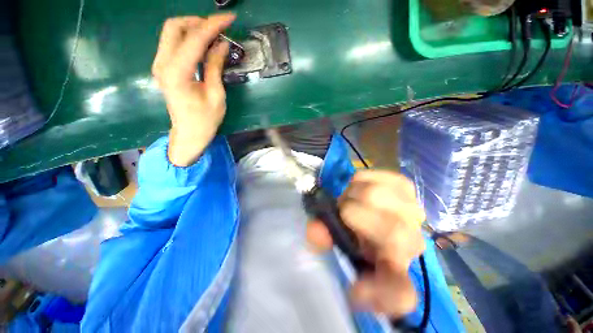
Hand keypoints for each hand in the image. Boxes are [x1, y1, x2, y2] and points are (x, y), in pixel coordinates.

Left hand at [152, 14, 235, 165]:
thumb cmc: (205, 120)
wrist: (188, 134)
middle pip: (174, 26)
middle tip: (219, 29)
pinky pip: (174, 44)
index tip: (229, 18)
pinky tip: (204, 46)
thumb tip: (222, 44)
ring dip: (193, 29)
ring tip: (214, 37)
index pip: (194, 38)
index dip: (213, 25)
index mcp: (177, 72)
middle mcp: (162, 63)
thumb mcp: (216, 95)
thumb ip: (215, 66)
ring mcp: (160, 64)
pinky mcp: (163, 68)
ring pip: (172, 32)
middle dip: (198, 22)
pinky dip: (189, 39)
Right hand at [307, 170, 425, 316]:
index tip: (356, 289)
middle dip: (351, 215)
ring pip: (376, 196)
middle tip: (342, 210)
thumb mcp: (334, 240)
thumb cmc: (352, 229)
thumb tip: (317, 230)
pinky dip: (359, 180)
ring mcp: (412, 210)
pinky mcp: (405, 186)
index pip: (400, 294)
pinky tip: (359, 186)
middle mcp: (411, 242)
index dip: (382, 295)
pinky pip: (377, 178)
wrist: (370, 207)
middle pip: (390, 230)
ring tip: (350, 199)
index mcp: (391, 266)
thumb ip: (322, 239)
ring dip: (352, 195)